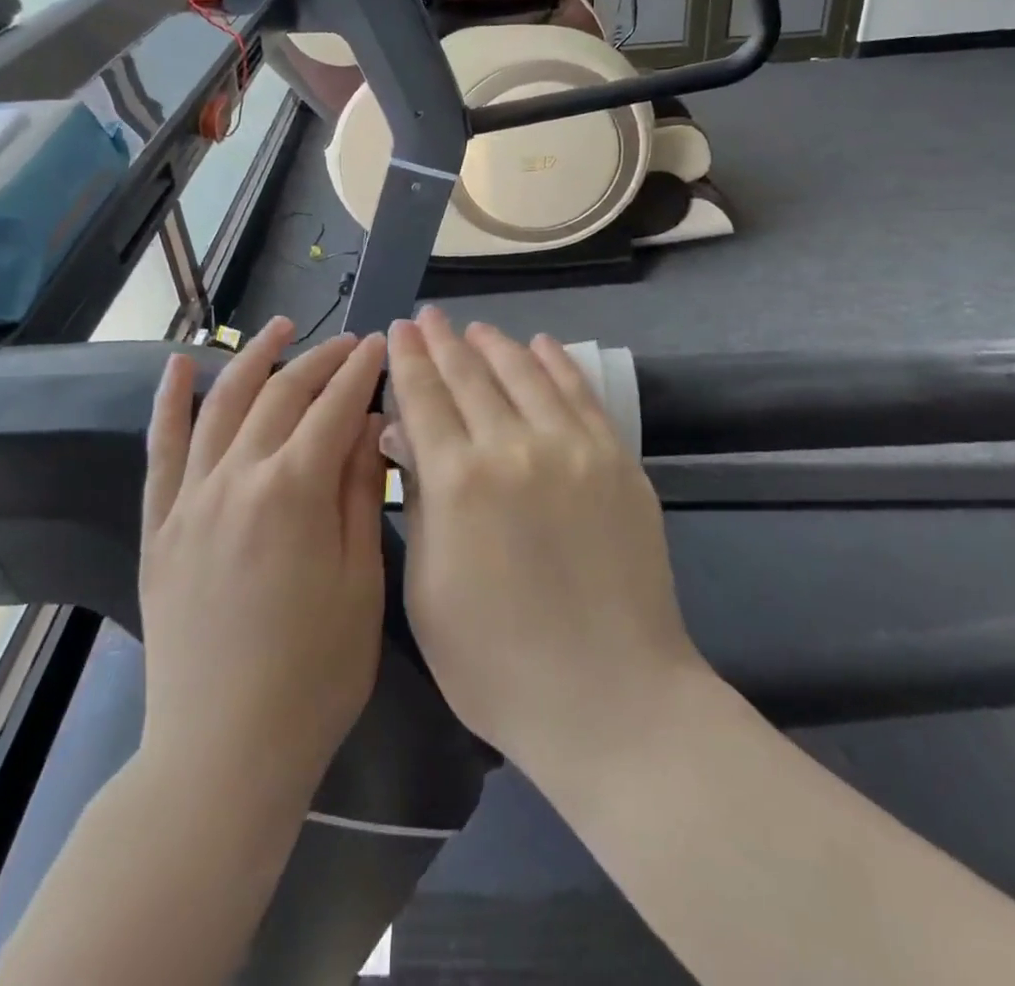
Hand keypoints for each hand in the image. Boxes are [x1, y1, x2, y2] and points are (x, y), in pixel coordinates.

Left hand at [139, 317, 388, 799]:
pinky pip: (161, 450)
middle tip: (348, 342)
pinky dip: (169, 402)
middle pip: (282, 395)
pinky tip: (179, 366)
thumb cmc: (315, 673)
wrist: (223, 751)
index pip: (335, 407)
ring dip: (253, 359)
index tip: (379, 346)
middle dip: (320, 360)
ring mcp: (191, 499)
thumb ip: (361, 493)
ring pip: (223, 405)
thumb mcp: (361, 582)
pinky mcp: (160, 526)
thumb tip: (369, 424)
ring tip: (279, 327)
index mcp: (294, 491)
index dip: (361, 371)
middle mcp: (237, 478)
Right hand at [387, 309, 706, 772]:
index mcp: (458, 481)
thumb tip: (403, 434)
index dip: (409, 359)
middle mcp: (514, 446)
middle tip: (428, 316)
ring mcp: (573, 448)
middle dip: (444, 341)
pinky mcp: (617, 459)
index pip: (425, 397)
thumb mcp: (427, 589)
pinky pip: (580, 394)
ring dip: (496, 345)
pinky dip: (556, 363)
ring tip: (476, 328)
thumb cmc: (497, 664)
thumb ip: (416, 501)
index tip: (398, 330)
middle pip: (471, 375)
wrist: (611, 699)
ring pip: (526, 373)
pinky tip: (541, 345)